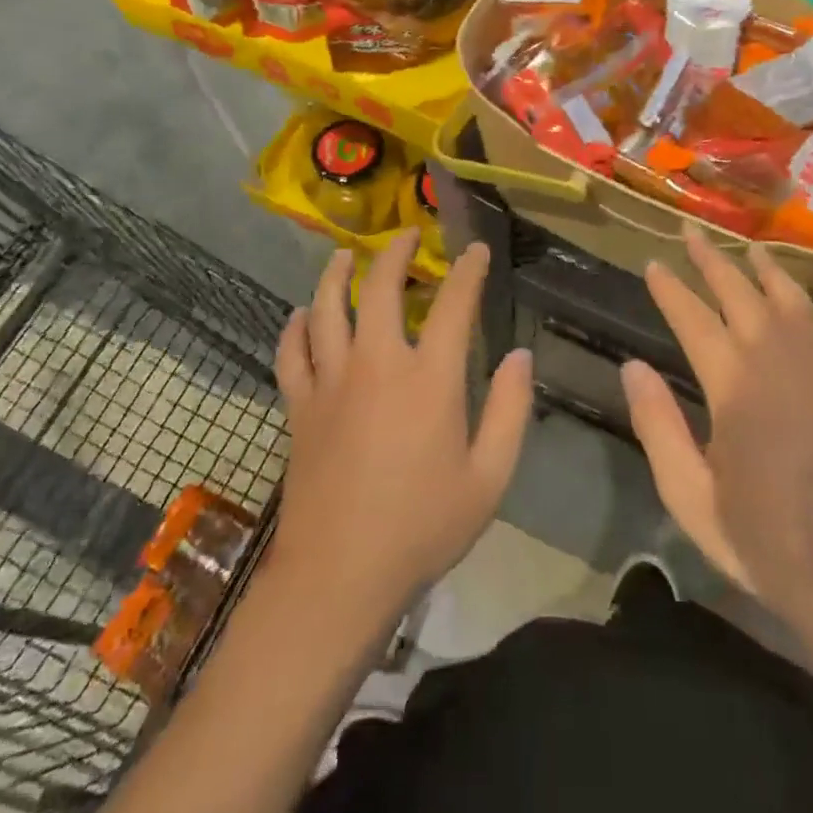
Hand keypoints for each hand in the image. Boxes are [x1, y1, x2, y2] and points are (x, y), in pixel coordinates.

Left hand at [272, 231, 533, 616]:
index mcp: (430, 379)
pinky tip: (303, 316)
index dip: (468, 270)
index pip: (454, 304)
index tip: (476, 250)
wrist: (338, 576)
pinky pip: (292, 352)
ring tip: (345, 256)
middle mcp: (377, 364)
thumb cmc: (422, 528)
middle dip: (396, 253)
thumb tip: (520, 356)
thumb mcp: (489, 478)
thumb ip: (511, 410)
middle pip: (381, 288)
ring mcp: (331, 382)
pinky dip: (296, 327)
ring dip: (337, 274)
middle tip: (407, 235)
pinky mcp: (300, 406)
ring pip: (327, 308)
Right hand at [621, 226, 812, 654]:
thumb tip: (633, 365)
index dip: (672, 292)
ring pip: (781, 301)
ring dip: (756, 268)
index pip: (696, 323)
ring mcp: (808, 373)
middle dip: (711, 262)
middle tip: (687, 231)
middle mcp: (774, 368)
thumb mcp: (690, 497)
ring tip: (738, 244)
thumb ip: (659, 426)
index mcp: (736, 392)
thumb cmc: (760, 541)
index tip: (651, 265)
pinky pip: (808, 322)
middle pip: (740, 297)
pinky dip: (791, 293)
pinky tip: (781, 286)